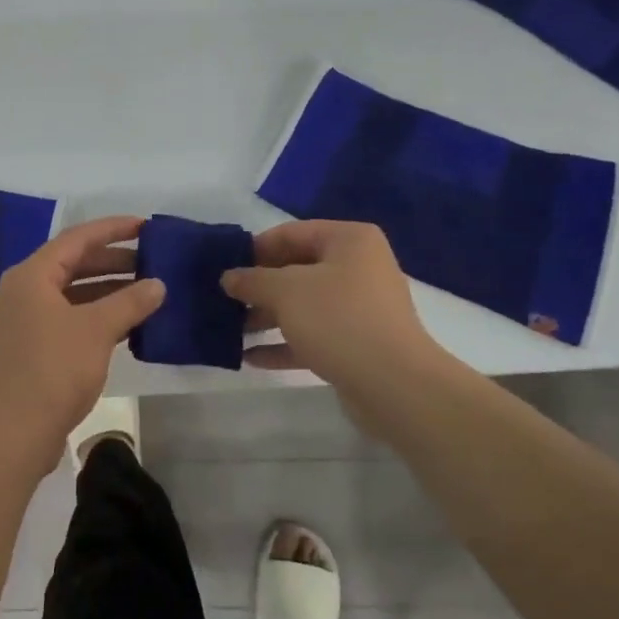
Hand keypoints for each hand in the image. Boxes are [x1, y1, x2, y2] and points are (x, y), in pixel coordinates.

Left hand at [0, 216, 164, 474]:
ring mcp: (26, 322)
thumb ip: (130, 302)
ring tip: (147, 291)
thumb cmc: (52, 370)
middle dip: (113, 261)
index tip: (145, 226)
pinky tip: (128, 324)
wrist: (12, 433)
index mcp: (32, 276)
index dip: (112, 229)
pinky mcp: (33, 349)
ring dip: (108, 291)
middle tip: (151, 261)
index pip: (77, 239)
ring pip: (73, 294)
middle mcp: (24, 292)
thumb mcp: (96, 330)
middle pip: (74, 264)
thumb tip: (158, 284)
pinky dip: (97, 316)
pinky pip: (70, 319)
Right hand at [220, 220, 449, 442]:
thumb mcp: (285, 292)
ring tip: (231, 330)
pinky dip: (284, 343)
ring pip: (303, 305)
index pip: (290, 233)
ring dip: (266, 317)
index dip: (254, 249)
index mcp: (348, 240)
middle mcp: (358, 267)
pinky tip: (251, 357)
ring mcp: (359, 307)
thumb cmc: (339, 320)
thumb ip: (252, 280)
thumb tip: (228, 277)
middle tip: (223, 300)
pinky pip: (313, 335)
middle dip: (258, 287)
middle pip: (296, 269)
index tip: (222, 267)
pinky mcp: (357, 343)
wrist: (395, 385)